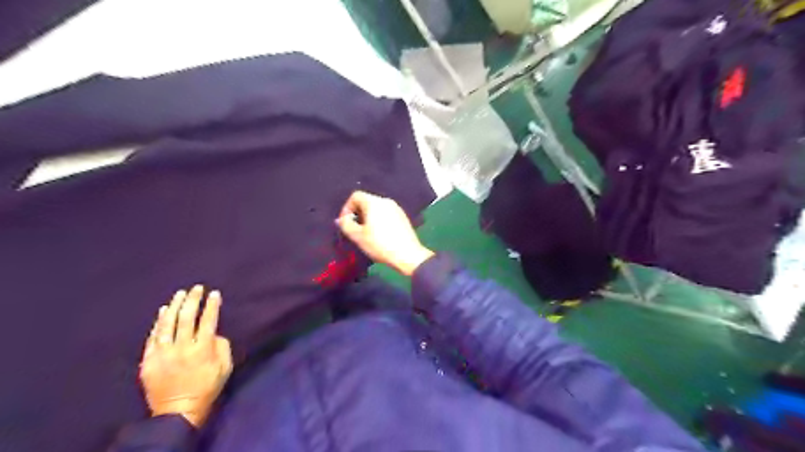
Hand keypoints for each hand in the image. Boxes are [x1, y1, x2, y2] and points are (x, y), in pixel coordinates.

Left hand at [137, 285, 230, 427]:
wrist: (177, 411)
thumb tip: (213, 334)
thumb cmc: (207, 388)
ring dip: (174, 306)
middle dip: (193, 300)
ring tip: (180, 294)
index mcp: (202, 349)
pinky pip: (153, 337)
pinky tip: (163, 311)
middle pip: (186, 318)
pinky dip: (158, 322)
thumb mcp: (225, 367)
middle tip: (196, 288)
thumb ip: (222, 347)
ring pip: (167, 324)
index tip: (215, 293)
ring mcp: (163, 353)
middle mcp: (182, 348)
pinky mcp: (149, 360)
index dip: (212, 305)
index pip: (208, 321)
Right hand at [335, 191, 433, 275]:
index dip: (347, 207)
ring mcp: (396, 208)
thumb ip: (346, 225)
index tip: (345, 222)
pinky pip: (386, 214)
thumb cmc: (380, 244)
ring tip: (366, 233)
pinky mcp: (403, 217)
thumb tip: (342, 219)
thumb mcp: (358, 236)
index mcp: (374, 202)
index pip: (356, 196)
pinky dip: (379, 220)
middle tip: (354, 229)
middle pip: (367, 201)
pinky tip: (379, 235)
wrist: (407, 255)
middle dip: (357, 213)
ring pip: (377, 208)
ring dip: (368, 217)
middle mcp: (386, 201)